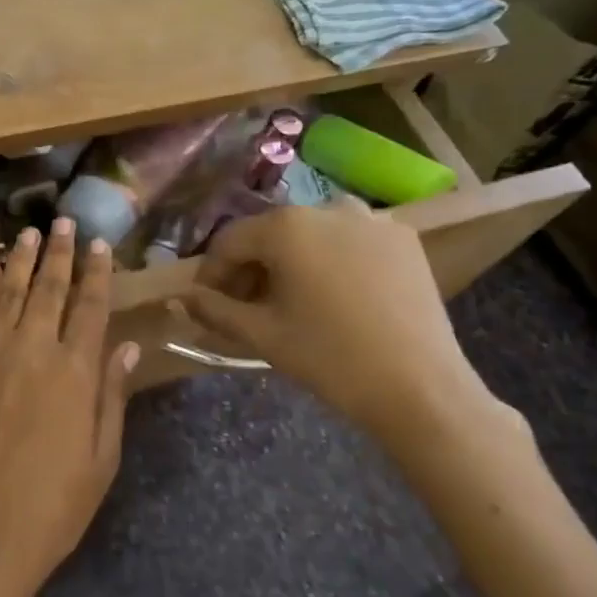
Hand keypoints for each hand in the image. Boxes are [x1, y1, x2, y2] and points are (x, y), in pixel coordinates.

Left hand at [0, 218, 137, 596]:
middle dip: (61, 253)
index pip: (91, 308)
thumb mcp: (102, 459)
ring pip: (9, 291)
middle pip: (50, 290)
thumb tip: (126, 346)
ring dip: (22, 260)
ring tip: (31, 234)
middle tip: (65, 222)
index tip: (101, 245)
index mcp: (76, 373)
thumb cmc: (52, 507)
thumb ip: (112, 396)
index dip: (98, 273)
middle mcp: (34, 349)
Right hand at [186, 202, 510, 454]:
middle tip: (247, 307)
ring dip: (291, 260)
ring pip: (311, 234)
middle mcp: (326, 208)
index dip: (212, 273)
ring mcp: (371, 220)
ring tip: (292, 300)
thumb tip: (176, 298)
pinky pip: (350, 239)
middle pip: (270, 234)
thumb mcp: (261, 334)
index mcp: (286, 227)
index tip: (207, 303)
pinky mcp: (402, 238)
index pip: (229, 241)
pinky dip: (332, 259)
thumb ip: (213, 309)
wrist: (420, 388)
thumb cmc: (329, 358)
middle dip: (252, 267)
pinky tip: (335, 295)